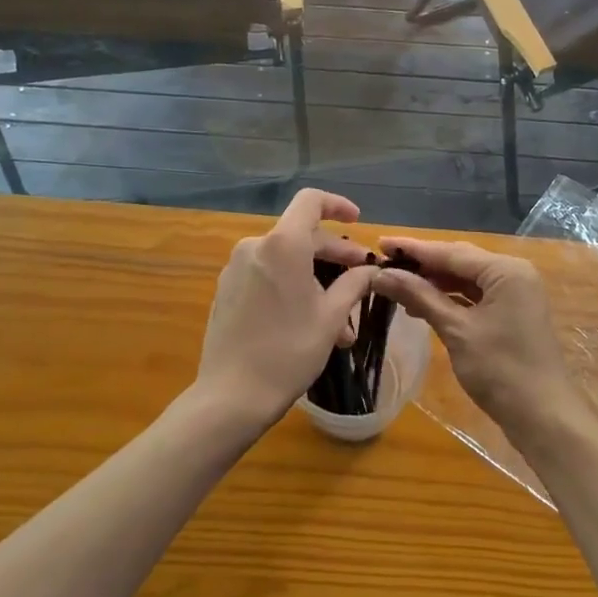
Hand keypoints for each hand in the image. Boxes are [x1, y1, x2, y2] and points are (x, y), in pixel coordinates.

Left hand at [194, 189, 379, 432]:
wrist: (231, 395)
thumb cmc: (289, 351)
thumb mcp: (331, 317)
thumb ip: (353, 284)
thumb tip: (370, 270)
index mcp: (282, 245)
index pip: (311, 201)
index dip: (337, 205)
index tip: (357, 222)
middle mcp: (255, 247)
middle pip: (301, 235)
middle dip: (334, 255)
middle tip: (361, 279)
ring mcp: (236, 269)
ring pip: (286, 261)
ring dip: (316, 280)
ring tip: (340, 321)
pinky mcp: (227, 290)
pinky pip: (267, 276)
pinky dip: (292, 287)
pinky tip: (309, 322)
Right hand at [372, 237, 575, 435]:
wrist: (544, 418)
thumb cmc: (501, 370)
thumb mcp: (456, 330)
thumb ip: (419, 297)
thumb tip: (381, 274)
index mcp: (505, 270)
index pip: (450, 251)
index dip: (412, 249)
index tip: (380, 243)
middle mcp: (513, 273)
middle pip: (460, 261)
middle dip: (423, 264)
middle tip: (384, 264)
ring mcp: (515, 294)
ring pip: (466, 279)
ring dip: (434, 283)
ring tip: (397, 286)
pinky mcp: (512, 314)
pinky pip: (475, 296)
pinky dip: (450, 299)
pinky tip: (423, 306)